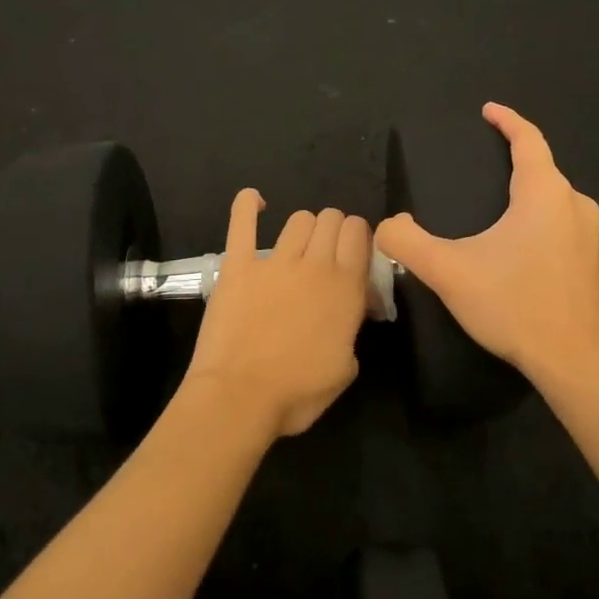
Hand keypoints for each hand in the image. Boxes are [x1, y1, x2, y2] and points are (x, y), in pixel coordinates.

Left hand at [183, 190, 371, 440]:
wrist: (240, 397)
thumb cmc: (298, 392)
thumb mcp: (347, 366)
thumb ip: (352, 329)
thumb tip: (350, 313)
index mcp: (346, 287)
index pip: (360, 233)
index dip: (359, 237)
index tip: (354, 255)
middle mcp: (315, 264)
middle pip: (331, 219)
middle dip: (334, 229)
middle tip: (327, 254)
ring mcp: (274, 261)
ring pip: (298, 219)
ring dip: (304, 227)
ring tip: (298, 246)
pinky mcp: (238, 265)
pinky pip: (242, 222)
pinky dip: (247, 205)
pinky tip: (254, 201)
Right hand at [376, 103, 598, 385]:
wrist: (574, 361)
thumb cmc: (514, 304)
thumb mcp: (448, 271)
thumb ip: (407, 242)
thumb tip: (387, 226)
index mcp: (545, 193)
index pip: (529, 140)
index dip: (507, 121)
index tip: (487, 112)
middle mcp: (575, 206)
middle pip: (544, 170)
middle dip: (515, 161)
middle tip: (481, 168)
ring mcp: (591, 238)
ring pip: (556, 202)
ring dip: (529, 197)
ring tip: (497, 210)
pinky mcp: (594, 266)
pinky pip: (564, 229)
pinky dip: (541, 225)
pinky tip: (520, 251)